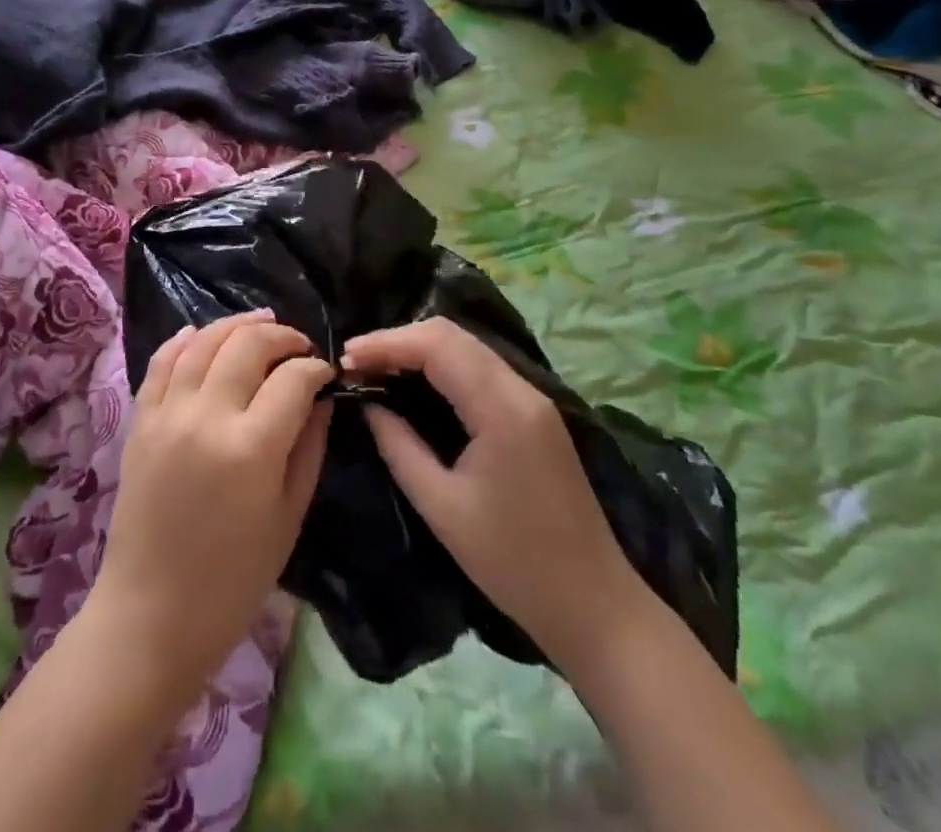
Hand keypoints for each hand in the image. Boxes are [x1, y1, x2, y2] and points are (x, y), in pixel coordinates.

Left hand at [87, 311, 332, 696]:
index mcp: (251, 448)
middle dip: (282, 337)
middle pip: (248, 345)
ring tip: (261, 323)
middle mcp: (207, 416)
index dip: (315, 367)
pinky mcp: (140, 420)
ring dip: (236, 325)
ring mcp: (167, 413)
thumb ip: (309, 447)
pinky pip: (161, 361)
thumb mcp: (288, 517)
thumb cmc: (233, 581)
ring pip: (204, 341)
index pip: (292, 378)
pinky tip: (201, 333)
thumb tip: (322, 396)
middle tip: (299, 347)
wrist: (151, 614)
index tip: (325, 373)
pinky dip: (184, 339)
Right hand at [343, 318, 647, 662]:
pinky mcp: (534, 414)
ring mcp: (533, 399)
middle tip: (356, 362)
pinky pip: (480, 369)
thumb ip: (399, 446)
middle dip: (399, 339)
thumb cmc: (513, 563)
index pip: (437, 345)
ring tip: (377, 368)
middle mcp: (521, 389)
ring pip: (467, 347)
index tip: (345, 358)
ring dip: (420, 349)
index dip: (387, 343)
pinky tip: (416, 383)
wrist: (594, 606)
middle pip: (452, 335)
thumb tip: (368, 405)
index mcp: (502, 408)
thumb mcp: (441, 507)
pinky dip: (442, 365)